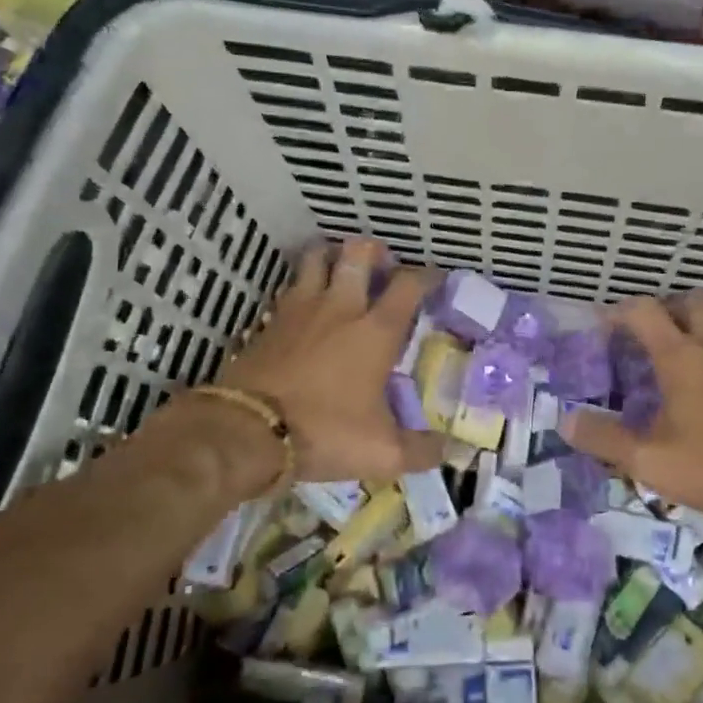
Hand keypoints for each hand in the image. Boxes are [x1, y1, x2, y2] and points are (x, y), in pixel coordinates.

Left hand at [212, 239, 446, 483]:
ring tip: (341, 270)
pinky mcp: (269, 321)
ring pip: (316, 258)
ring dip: (332, 256)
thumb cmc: (324, 432)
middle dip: (375, 250)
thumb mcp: (382, 452)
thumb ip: (423, 450)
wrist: (247, 431)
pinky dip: (302, 286)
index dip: (426, 275)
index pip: (408, 285)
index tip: (435, 277)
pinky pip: (290, 288)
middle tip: (382, 264)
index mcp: (376, 331)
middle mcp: (340, 307)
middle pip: (358, 253)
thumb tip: (455, 451)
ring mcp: (300, 309)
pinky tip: (306, 305)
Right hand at [564, 293, 702, 520]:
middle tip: (653, 333)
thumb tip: (565, 422)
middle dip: (668, 307)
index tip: (606, 327)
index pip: (645, 311)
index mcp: (681, 357)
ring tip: (691, 338)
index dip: (621, 312)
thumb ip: (605, 439)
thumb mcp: (650, 460)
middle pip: (692, 299)